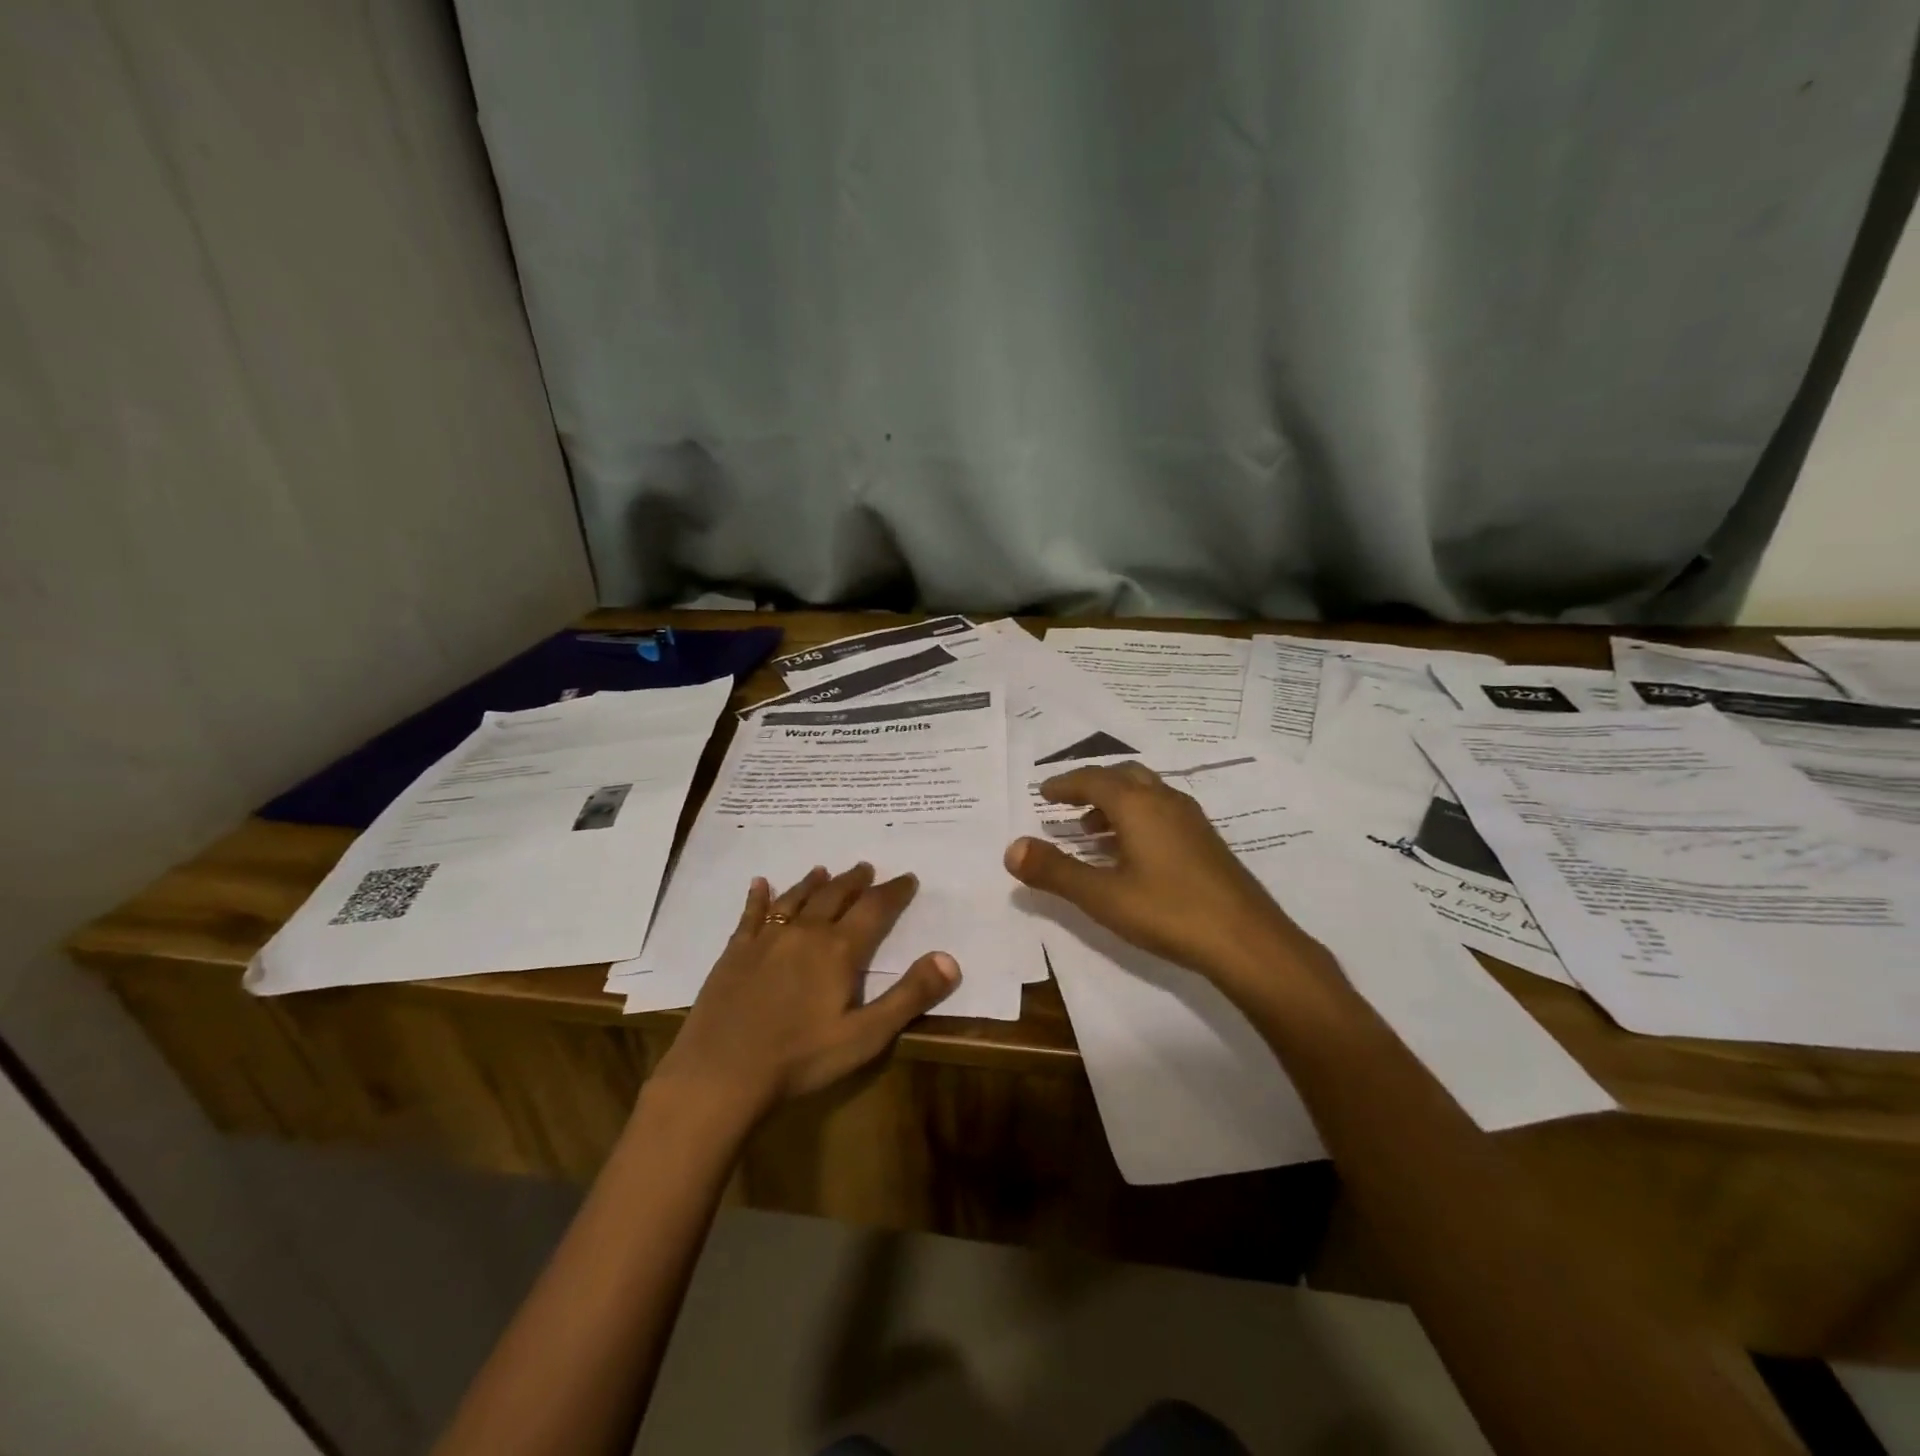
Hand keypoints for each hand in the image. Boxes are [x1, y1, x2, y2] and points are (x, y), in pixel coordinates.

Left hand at [652, 864, 959, 1124]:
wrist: (720, 1074)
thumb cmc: (800, 1059)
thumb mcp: (866, 1036)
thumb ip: (909, 995)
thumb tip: (950, 958)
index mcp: (838, 950)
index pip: (875, 909)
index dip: (894, 892)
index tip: (908, 878)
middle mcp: (804, 933)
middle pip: (835, 895)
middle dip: (855, 880)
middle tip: (867, 867)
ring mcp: (765, 939)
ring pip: (795, 899)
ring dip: (814, 882)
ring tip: (825, 870)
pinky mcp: (735, 952)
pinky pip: (750, 914)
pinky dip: (758, 896)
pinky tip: (759, 884)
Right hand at [1003, 762, 1307, 984]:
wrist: (1247, 941)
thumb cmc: (1168, 912)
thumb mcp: (1101, 896)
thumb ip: (1054, 871)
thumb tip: (1012, 848)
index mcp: (1138, 805)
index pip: (1092, 780)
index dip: (1064, 785)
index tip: (1043, 792)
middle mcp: (1165, 801)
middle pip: (1123, 777)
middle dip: (1091, 786)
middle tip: (1067, 804)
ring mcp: (1191, 820)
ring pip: (1146, 794)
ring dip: (1115, 803)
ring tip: (1092, 832)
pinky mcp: (1207, 841)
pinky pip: (1163, 812)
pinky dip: (1138, 818)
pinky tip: (1132, 853)